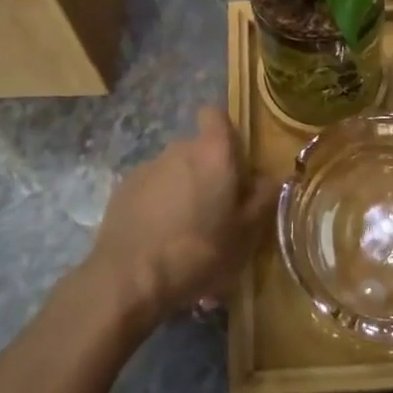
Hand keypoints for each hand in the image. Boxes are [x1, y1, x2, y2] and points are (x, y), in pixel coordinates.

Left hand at [84, 108, 278, 327]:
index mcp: (213, 153)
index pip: (216, 114)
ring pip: (174, 170)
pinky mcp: (123, 188)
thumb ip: (264, 197)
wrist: (129, 278)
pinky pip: (151, 188)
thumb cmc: (198, 252)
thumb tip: (268, 177)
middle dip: (209, 171)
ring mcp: (147, 167)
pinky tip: (159, 238)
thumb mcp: (247, 233)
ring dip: (183, 189)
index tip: (234, 163)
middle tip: (217, 211)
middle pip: (199, 148)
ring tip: (186, 231)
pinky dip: (158, 204)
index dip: (225, 133)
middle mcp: (179, 149)